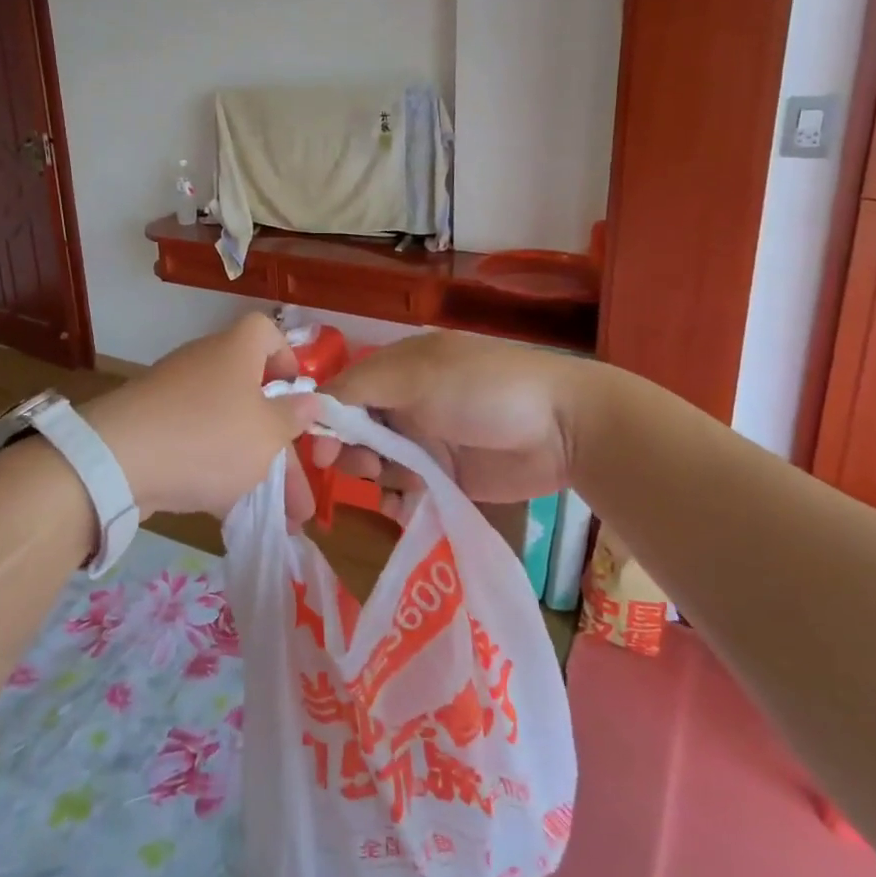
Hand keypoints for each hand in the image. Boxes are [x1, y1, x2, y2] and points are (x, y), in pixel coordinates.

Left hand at [83, 313, 323, 522]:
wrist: (119, 460)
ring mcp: (175, 396)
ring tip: (280, 518)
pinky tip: (233, 514)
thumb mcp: (266, 433)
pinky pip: (196, 444)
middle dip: (281, 448)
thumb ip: (292, 418)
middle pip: (252, 395)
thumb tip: (310, 400)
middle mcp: (205, 364)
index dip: (286, 357)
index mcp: (235, 351)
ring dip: (254, 468)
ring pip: (227, 427)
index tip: (297, 395)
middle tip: (301, 497)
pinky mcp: (152, 427)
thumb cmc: (210, 436)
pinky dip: (217, 473)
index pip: (265, 331)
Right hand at [310, 333, 596, 511]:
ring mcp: (426, 440)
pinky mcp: (445, 476)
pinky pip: (405, 489)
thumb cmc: (483, 389)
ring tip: (392, 484)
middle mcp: (405, 402)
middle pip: (354, 429)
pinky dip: (396, 499)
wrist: (563, 429)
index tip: (318, 450)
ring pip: (376, 462)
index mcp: (397, 368)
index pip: (343, 392)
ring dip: (372, 475)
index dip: (324, 419)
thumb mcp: (415, 376)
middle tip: (363, 467)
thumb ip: (359, 389)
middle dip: (348, 450)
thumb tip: (312, 408)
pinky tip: (400, 508)